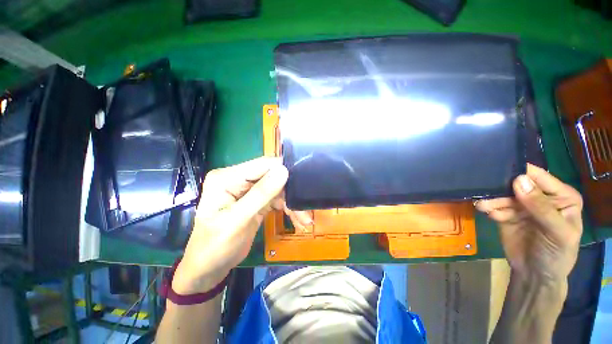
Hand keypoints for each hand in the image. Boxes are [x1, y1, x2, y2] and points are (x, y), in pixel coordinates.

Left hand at [172, 157, 310, 293]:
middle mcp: (238, 179)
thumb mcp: (238, 220)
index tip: (302, 185)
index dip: (283, 172)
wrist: (210, 267)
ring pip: (278, 188)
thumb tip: (283, 170)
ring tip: (304, 220)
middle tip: (304, 211)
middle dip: (290, 193)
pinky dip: (287, 208)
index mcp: (227, 178)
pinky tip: (297, 219)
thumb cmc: (216, 246)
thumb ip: (261, 194)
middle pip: (272, 176)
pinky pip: (276, 198)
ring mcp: (248, 189)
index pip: (261, 165)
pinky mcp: (256, 199)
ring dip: (291, 203)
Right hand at [475, 164, 582, 284]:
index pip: (540, 177)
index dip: (521, 172)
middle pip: (517, 184)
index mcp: (561, 196)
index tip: (498, 171)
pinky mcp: (506, 214)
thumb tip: (519, 180)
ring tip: (483, 206)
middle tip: (486, 193)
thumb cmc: (557, 255)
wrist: (535, 275)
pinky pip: (494, 206)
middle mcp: (541, 197)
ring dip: (492, 200)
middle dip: (501, 188)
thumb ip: (542, 207)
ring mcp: (522, 205)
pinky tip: (488, 214)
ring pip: (502, 195)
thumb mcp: (557, 233)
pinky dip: (489, 208)